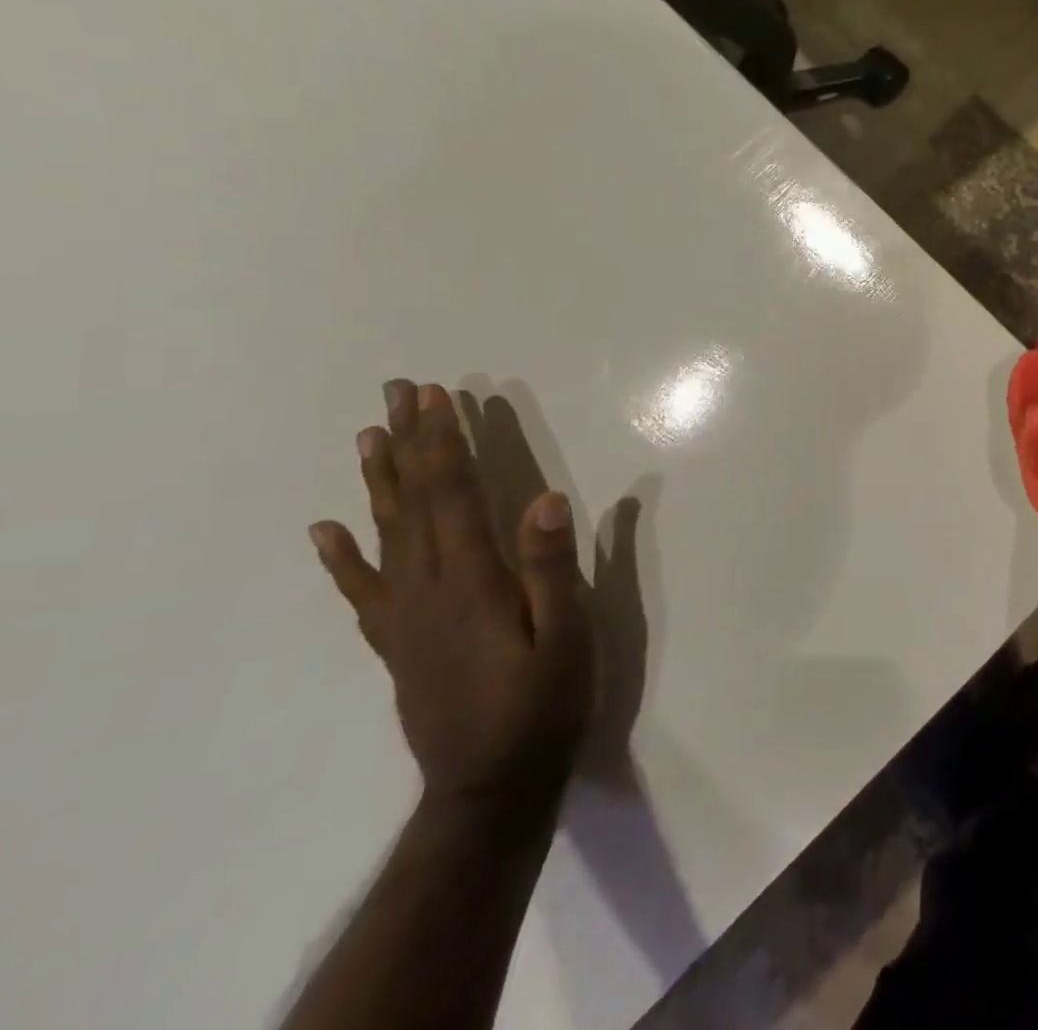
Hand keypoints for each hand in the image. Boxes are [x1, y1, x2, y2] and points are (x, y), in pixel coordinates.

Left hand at [309, 381, 594, 810]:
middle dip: (411, 442)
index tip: (438, 397)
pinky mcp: (398, 642)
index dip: (446, 443)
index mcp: (472, 583)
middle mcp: (427, 590)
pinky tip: (326, 530)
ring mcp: (405, 617)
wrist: (489, 788)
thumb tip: (545, 498)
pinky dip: (342, 557)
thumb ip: (553, 568)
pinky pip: (363, 590)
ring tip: (369, 435)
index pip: (454, 496)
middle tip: (401, 392)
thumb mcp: (568, 637)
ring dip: (378, 480)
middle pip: (414, 502)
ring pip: (385, 534)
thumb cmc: (544, 706)